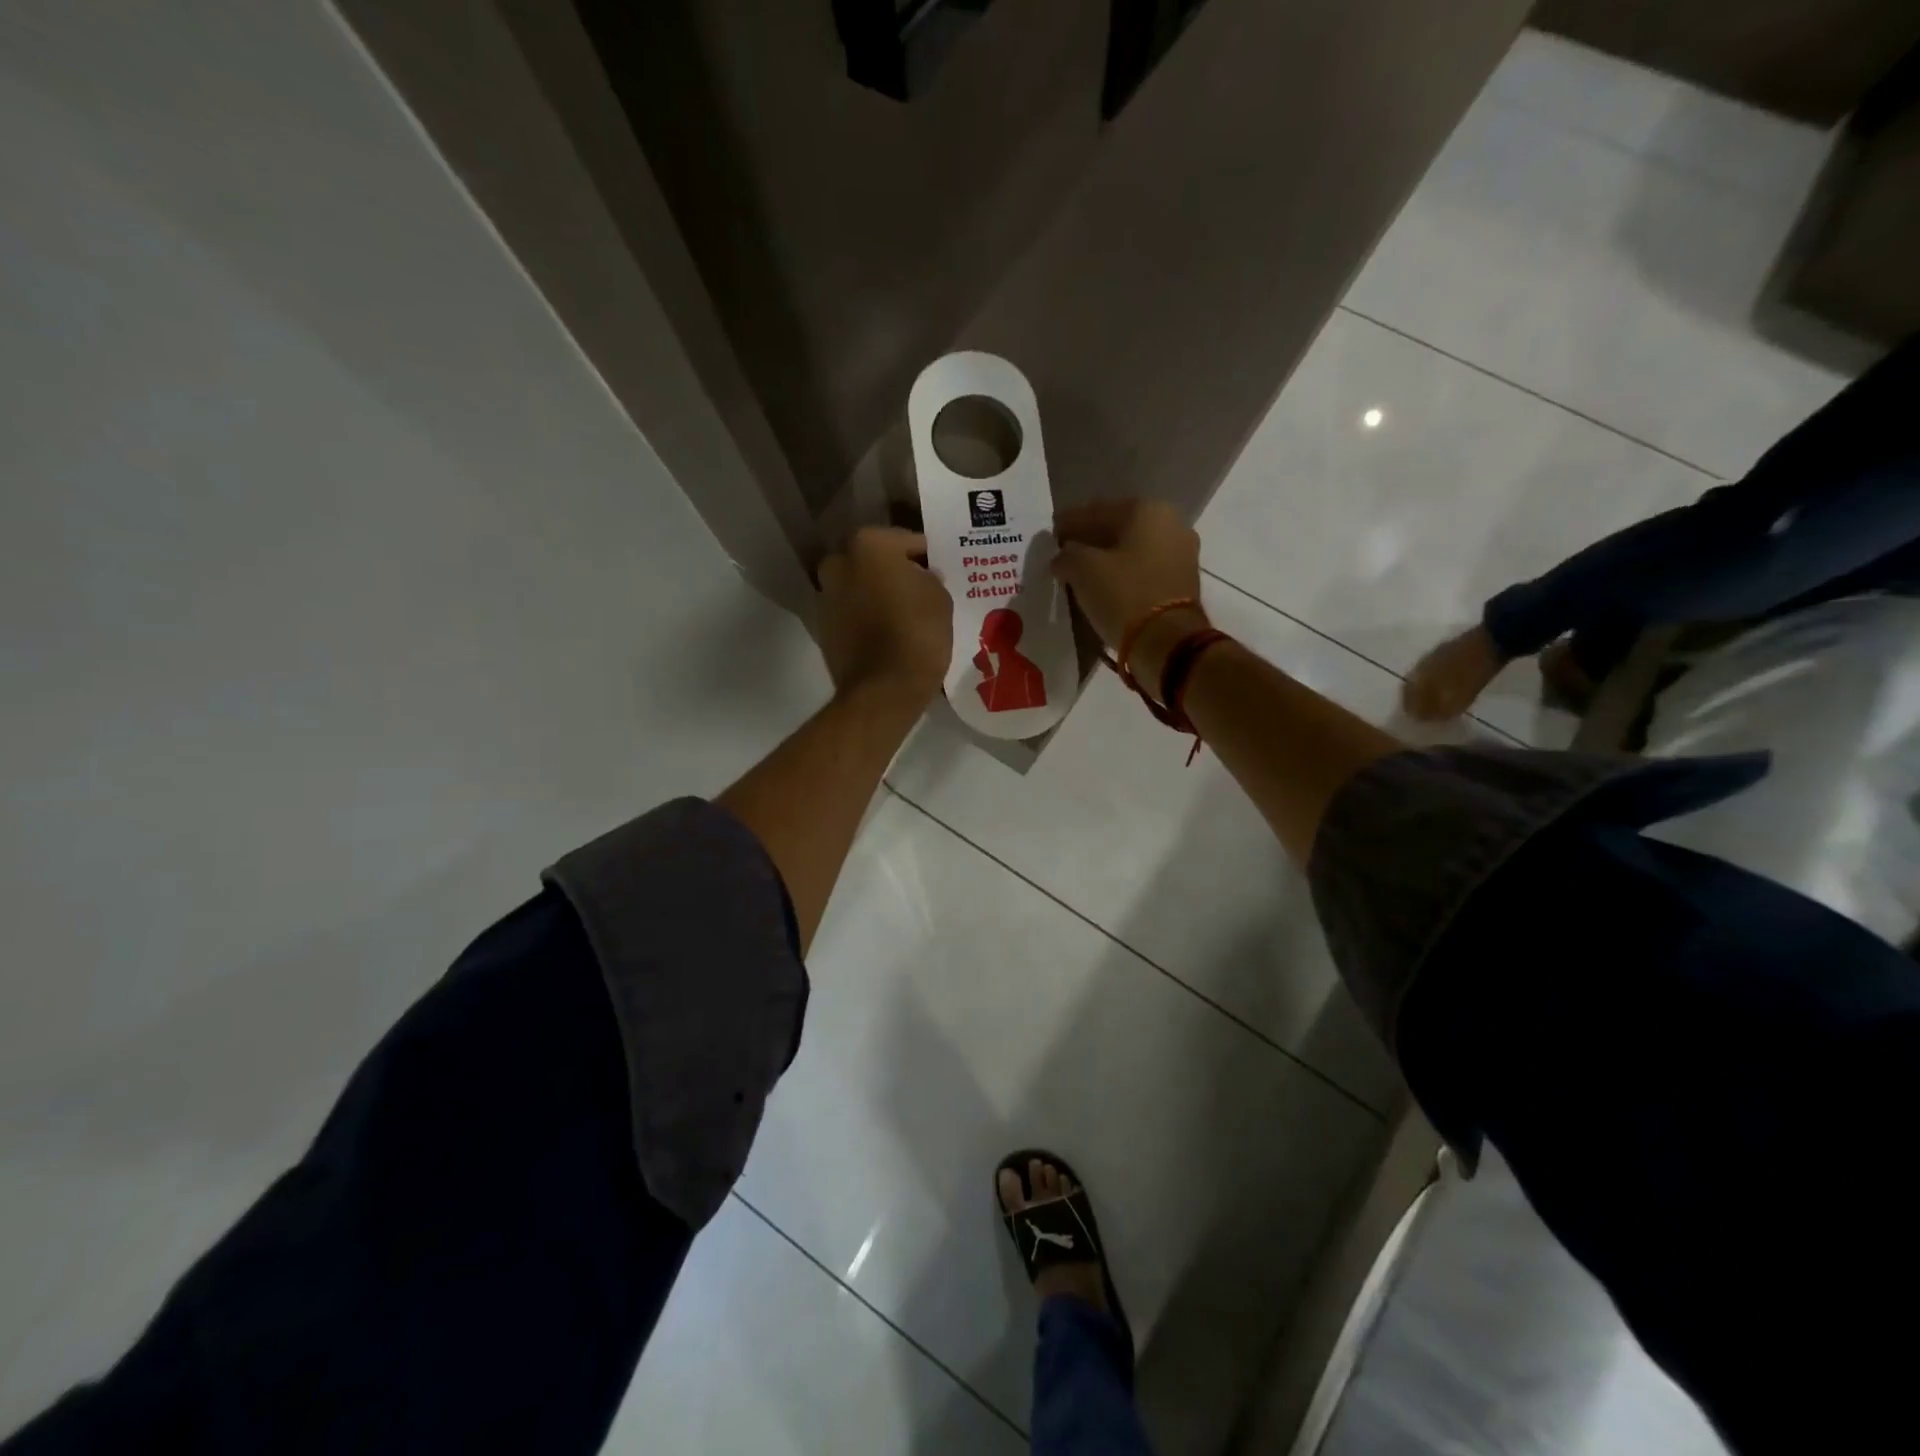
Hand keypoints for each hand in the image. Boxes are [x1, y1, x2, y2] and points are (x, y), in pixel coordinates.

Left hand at [816, 526, 953, 707]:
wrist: (883, 690)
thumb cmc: (917, 635)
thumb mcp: (940, 598)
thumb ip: (929, 578)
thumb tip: (921, 577)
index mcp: (868, 544)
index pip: (908, 541)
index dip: (928, 557)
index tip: (941, 571)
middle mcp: (839, 561)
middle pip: (876, 561)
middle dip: (896, 572)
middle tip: (922, 590)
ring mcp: (826, 595)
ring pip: (861, 586)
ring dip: (878, 593)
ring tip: (905, 612)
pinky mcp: (823, 627)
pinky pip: (852, 612)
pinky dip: (867, 616)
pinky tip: (889, 630)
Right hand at [1052, 498, 1205, 697]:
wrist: (1167, 643)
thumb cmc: (1124, 596)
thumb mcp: (1083, 570)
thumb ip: (1067, 555)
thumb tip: (1063, 557)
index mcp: (1147, 510)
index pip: (1096, 511)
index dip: (1068, 523)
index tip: (1049, 535)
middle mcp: (1171, 524)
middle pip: (1117, 528)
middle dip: (1089, 540)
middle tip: (1063, 554)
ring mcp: (1181, 554)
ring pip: (1131, 550)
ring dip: (1106, 559)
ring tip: (1079, 573)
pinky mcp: (1182, 582)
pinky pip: (1143, 570)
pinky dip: (1122, 575)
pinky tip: (1102, 586)